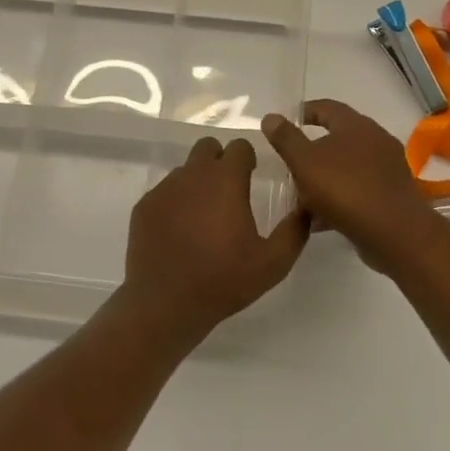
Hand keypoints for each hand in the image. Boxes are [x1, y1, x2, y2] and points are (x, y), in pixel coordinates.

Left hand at [123, 136, 310, 336]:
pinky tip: (180, 231)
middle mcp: (193, 175)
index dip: (248, 158)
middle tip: (228, 192)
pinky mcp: (144, 206)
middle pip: (208, 148)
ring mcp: (164, 189)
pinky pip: (165, 192)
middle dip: (220, 161)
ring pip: (185, 170)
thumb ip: (294, 231)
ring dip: (197, 182)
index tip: (252, 176)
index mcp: (225, 180)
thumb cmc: (223, 280)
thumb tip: (305, 209)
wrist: (165, 304)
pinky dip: (175, 202)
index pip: (239, 146)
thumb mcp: (273, 263)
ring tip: (204, 217)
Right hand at [260, 100, 441, 272]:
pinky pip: (357, 191)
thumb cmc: (345, 189)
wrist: (394, 233)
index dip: (305, 112)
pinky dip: (337, 199)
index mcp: (357, 125)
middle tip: (289, 162)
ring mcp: (386, 170)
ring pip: (347, 168)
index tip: (286, 122)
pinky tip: (318, 218)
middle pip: (338, 138)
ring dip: (324, 178)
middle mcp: (376, 141)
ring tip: (299, 194)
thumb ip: (286, 139)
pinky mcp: (390, 196)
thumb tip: (270, 117)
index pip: (327, 107)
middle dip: (312, 150)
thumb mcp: (305, 162)